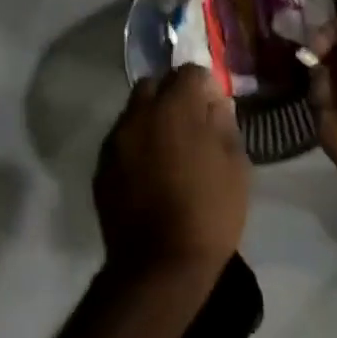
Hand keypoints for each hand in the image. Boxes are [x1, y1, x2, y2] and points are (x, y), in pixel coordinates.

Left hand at [95, 66, 250, 273]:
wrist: (159, 265)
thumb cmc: (209, 213)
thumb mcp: (235, 167)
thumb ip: (223, 125)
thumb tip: (214, 104)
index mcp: (175, 108)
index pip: (189, 72)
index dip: (204, 86)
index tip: (214, 108)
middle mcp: (139, 114)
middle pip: (154, 84)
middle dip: (172, 94)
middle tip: (190, 123)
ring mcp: (115, 141)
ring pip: (134, 112)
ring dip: (151, 119)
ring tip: (169, 149)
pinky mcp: (101, 167)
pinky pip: (121, 141)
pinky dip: (136, 145)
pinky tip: (150, 172)